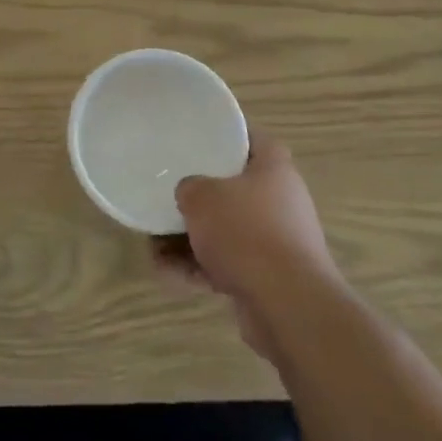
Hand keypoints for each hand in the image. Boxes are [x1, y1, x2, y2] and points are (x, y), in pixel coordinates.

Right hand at [161, 136, 340, 362]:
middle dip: (200, 197)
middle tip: (170, 195)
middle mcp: (281, 202)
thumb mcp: (202, 197)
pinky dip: (199, 268)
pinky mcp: (268, 279)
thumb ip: (189, 188)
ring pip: (227, 231)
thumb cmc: (246, 231)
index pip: (253, 139)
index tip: (199, 138)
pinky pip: (227, 265)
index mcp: (274, 169)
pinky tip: (165, 273)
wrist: (287, 305)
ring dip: (191, 239)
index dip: (227, 135)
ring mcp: (276, 242)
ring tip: (154, 244)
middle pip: (235, 189)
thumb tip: (190, 194)